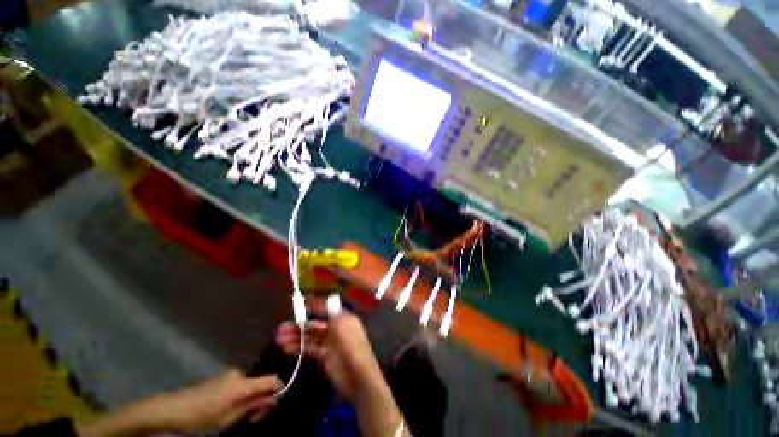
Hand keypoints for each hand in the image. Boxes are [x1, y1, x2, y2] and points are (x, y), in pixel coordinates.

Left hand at [77, 370, 280, 435]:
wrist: (170, 409)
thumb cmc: (199, 418)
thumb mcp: (227, 419)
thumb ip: (252, 407)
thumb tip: (274, 399)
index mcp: (242, 384)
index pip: (272, 379)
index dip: (278, 390)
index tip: (272, 406)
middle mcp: (239, 374)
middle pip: (261, 383)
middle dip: (261, 399)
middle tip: (251, 419)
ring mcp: (229, 374)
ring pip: (250, 384)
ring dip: (249, 398)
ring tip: (237, 416)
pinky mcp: (222, 377)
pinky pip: (240, 384)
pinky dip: (240, 395)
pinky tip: (228, 408)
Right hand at [276, 313, 381, 400]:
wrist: (357, 376)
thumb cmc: (350, 344)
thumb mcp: (340, 322)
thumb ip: (328, 310)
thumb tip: (317, 299)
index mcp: (343, 318)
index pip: (327, 308)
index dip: (314, 306)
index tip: (298, 304)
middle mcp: (336, 328)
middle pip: (315, 325)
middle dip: (299, 326)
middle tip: (281, 328)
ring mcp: (330, 344)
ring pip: (311, 338)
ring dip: (296, 338)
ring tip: (279, 339)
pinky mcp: (325, 357)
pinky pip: (310, 350)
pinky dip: (299, 349)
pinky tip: (286, 349)